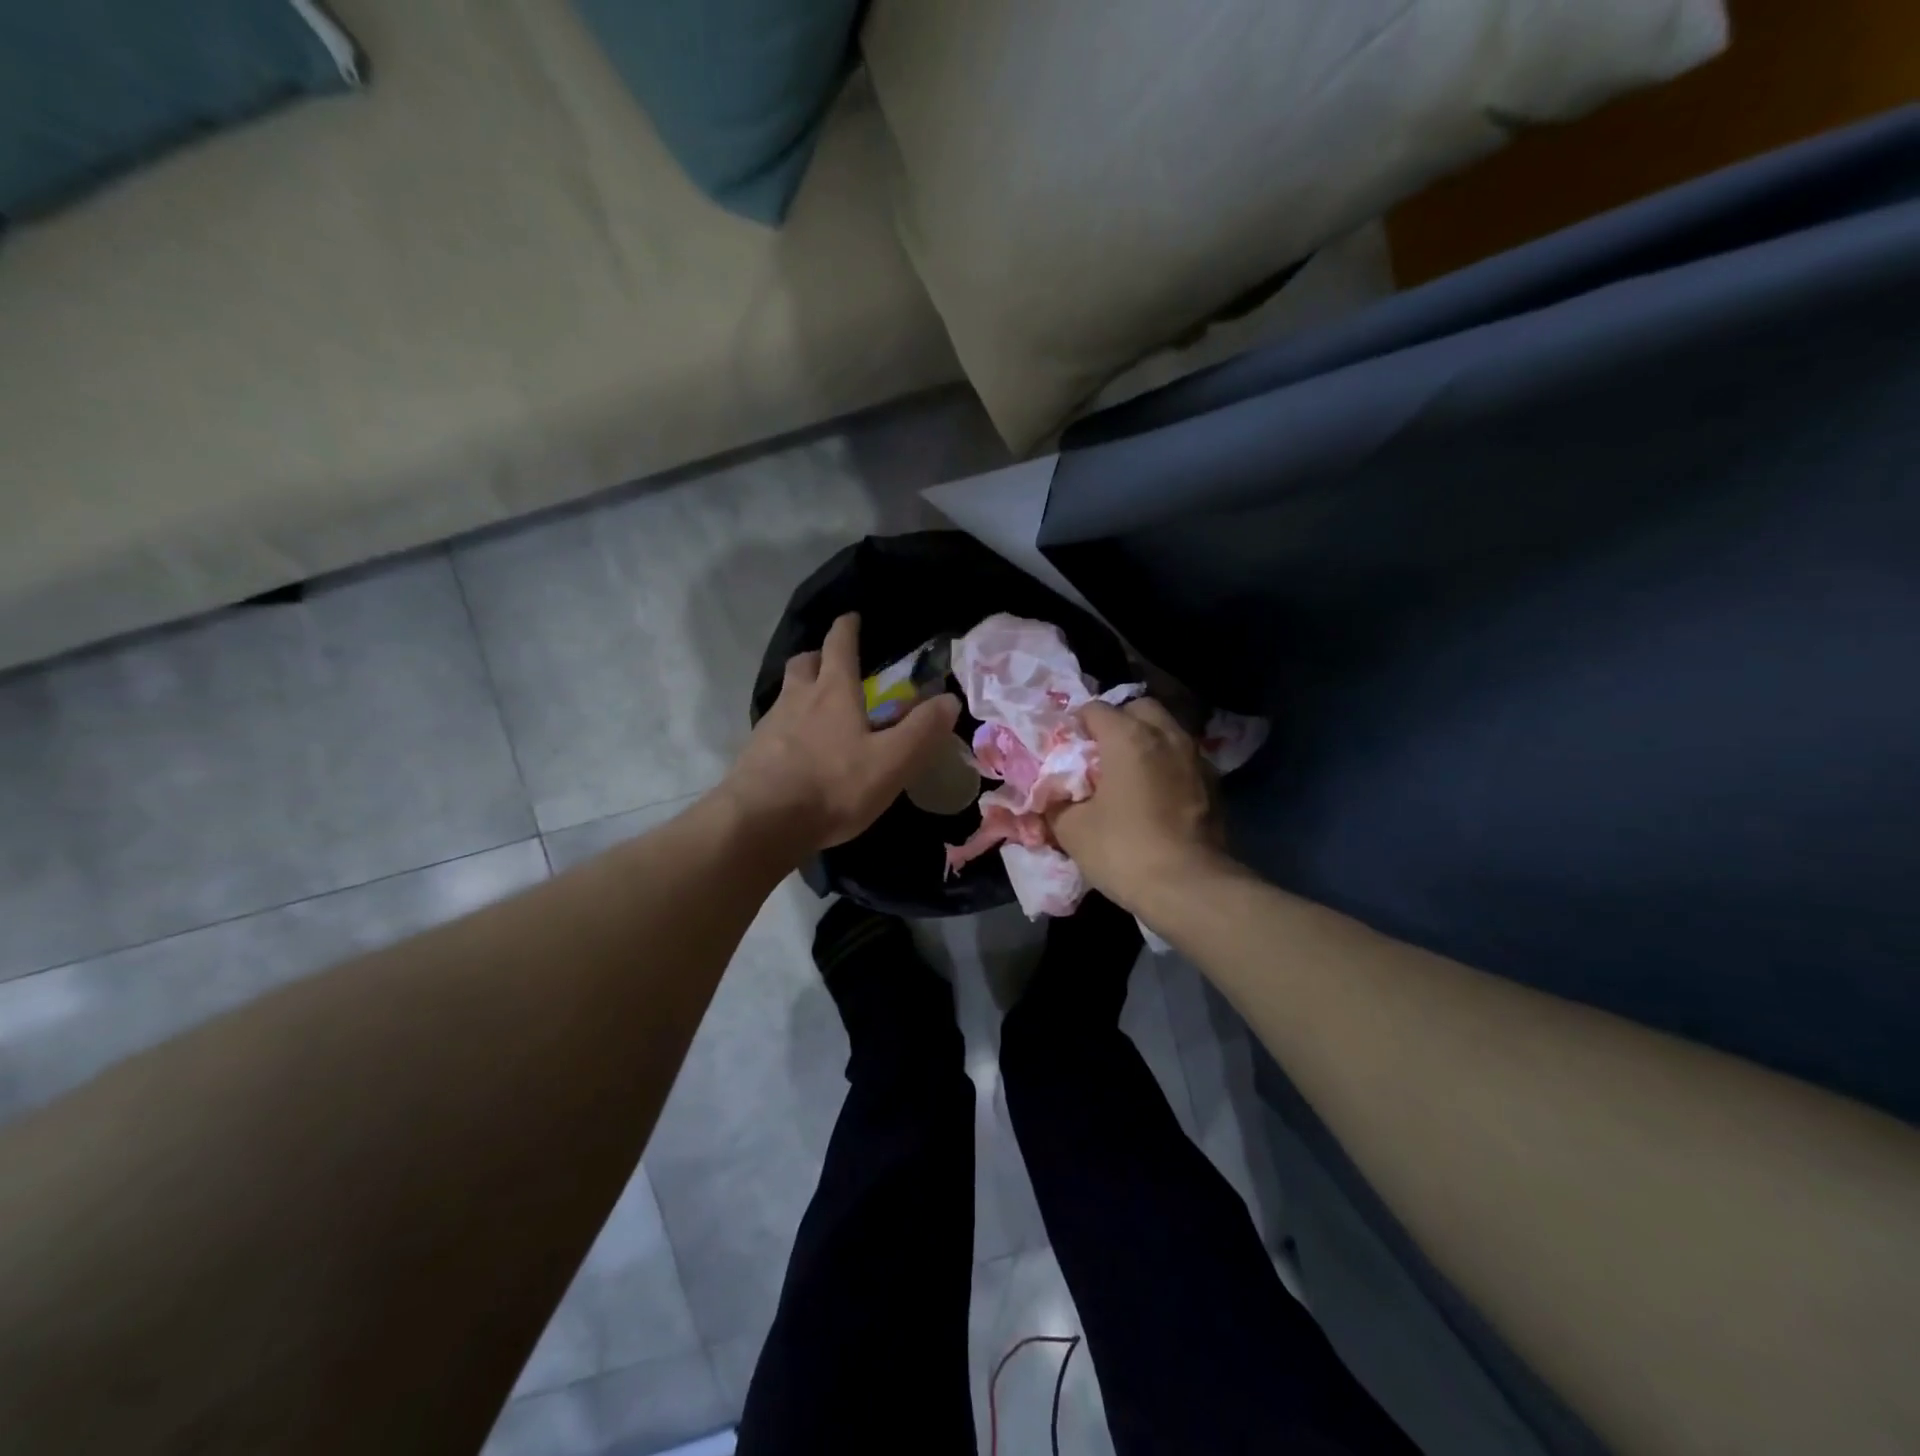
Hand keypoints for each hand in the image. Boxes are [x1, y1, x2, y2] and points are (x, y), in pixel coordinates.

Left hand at [723, 613, 960, 853]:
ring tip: (818, 708)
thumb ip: (922, 730)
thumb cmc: (833, 786)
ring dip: (802, 690)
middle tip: (832, 664)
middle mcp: (798, 699)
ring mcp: (770, 725)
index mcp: (833, 692)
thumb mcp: (891, 762)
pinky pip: (774, 727)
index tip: (851, 617)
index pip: (839, 645)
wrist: (762, 822)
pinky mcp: (753, 753)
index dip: (847, 628)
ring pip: (786, 693)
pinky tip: (798, 749)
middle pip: (804, 662)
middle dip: (819, 656)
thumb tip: (949, 699)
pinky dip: (788, 726)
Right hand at [1048, 698, 1225, 914]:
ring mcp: (1195, 758)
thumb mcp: (1071, 829)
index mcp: (1128, 737)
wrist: (1188, 887)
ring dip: (1146, 742)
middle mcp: (1166, 735)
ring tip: (1129, 774)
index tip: (1066, 750)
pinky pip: (1183, 758)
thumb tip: (1053, 795)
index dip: (1075, 726)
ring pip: (1166, 730)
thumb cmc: (1123, 850)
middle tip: (1100, 755)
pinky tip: (1155, 793)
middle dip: (1118, 723)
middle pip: (1138, 708)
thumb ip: (1056, 802)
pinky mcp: (1213, 783)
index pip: (1095, 709)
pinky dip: (1167, 765)